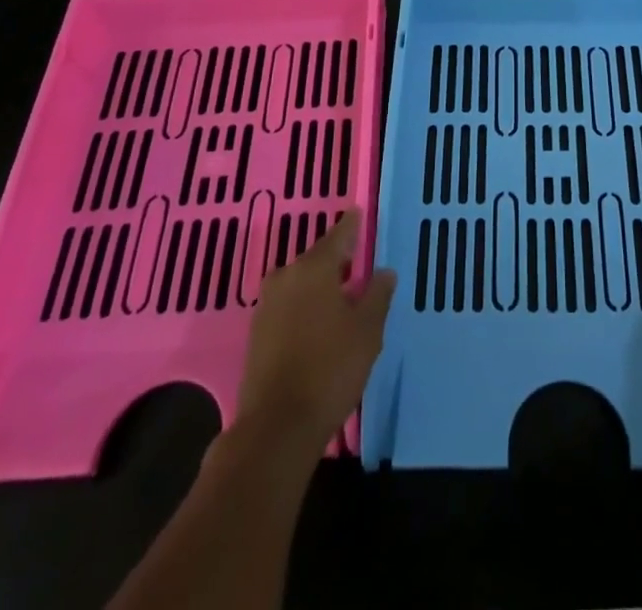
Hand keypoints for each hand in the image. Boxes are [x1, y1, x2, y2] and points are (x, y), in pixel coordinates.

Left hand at [234, 208, 396, 455]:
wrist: (276, 427)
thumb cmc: (330, 369)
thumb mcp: (367, 330)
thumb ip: (377, 295)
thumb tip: (384, 271)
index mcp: (314, 267)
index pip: (339, 235)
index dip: (353, 225)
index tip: (360, 213)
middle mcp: (286, 276)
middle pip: (318, 259)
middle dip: (338, 261)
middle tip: (359, 265)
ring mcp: (267, 305)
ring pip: (301, 283)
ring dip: (320, 286)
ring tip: (343, 297)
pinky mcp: (257, 333)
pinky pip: (289, 305)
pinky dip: (305, 307)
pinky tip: (320, 324)